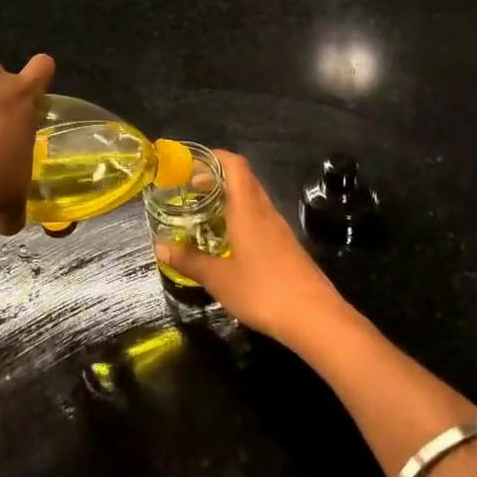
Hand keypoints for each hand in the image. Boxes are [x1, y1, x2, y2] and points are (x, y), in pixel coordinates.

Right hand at [153, 149, 347, 344]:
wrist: (316, 318)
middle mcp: (265, 212)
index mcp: (248, 209)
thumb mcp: (218, 278)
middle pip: (243, 180)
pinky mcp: (286, 247)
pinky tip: (227, 242)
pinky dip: (240, 219)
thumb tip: (159, 246)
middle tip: (189, 190)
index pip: (235, 165)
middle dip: (216, 178)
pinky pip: (259, 220)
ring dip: (228, 199)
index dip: (213, 157)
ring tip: (203, 215)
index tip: (190, 164)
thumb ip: (189, 260)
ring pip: (252, 200)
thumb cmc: (264, 290)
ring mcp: (279, 230)